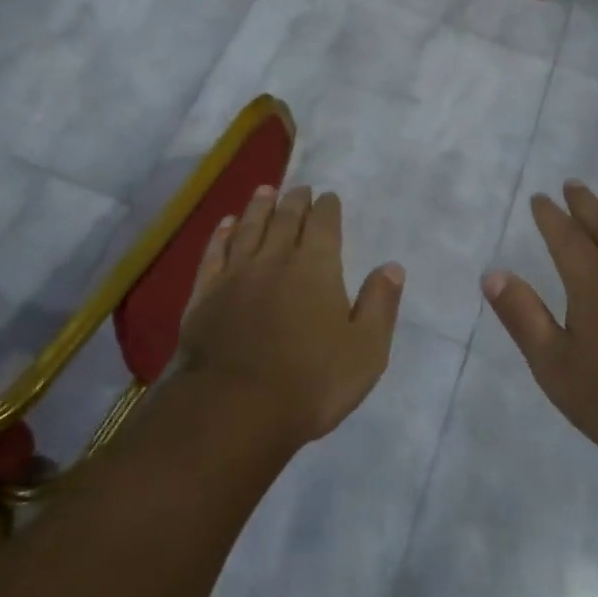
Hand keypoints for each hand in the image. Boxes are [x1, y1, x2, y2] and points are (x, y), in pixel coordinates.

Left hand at [180, 185, 404, 444]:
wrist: (236, 408)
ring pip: (249, 228)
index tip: (328, 197)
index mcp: (316, 268)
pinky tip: (226, 224)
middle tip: (299, 188)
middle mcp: (275, 260)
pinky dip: (222, 235)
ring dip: (259, 207)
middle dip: (295, 201)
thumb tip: (392, 266)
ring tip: (265, 191)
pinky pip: (214, 253)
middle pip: (285, 219)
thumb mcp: (365, 351)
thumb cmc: (311, 382)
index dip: (327, 208)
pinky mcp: (205, 294)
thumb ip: (379, 305)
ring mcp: (236, 274)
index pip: (323, 225)